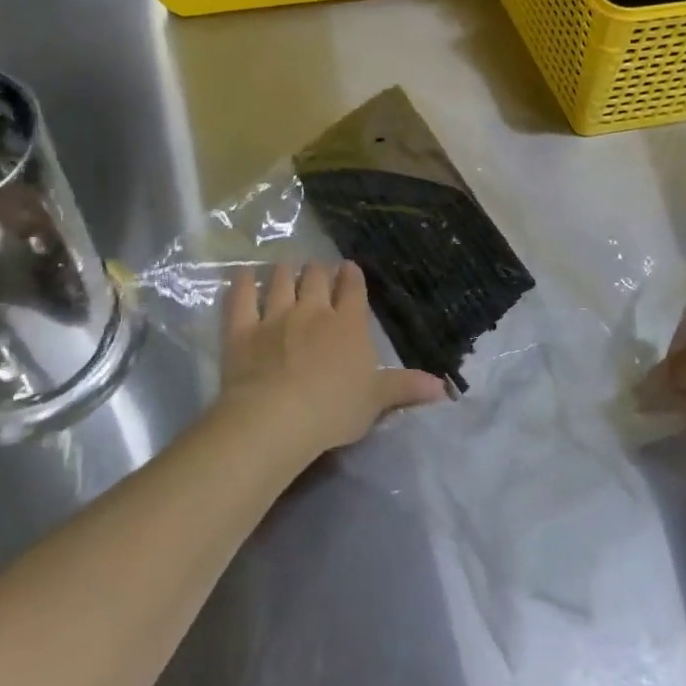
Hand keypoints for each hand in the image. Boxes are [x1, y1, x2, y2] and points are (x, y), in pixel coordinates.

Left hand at [220, 261, 446, 457]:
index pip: (352, 290)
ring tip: (285, 267)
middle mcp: (312, 311)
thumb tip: (445, 388)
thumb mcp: (377, 401)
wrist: (276, 418)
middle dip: (317, 270)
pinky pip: (240, 298)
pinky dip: (242, 283)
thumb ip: (406, 388)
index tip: (349, 268)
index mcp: (348, 324)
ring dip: (284, 271)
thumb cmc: (334, 410)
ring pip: (280, 281)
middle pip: (315, 278)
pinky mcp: (241, 330)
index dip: (352, 276)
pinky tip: (243, 274)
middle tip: (317, 271)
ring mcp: (274, 317)